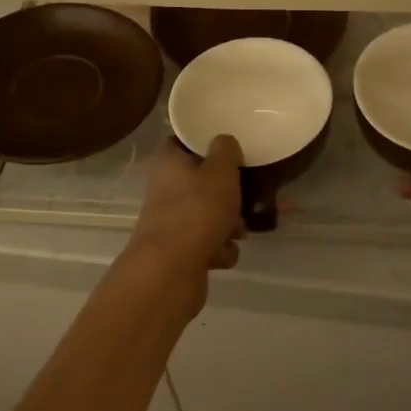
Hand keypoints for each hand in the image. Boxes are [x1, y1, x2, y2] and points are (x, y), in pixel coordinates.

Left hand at [130, 137, 244, 281]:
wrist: (171, 270)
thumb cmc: (198, 210)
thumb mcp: (221, 171)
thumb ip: (226, 151)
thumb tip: (223, 141)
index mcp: (168, 163)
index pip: (183, 143)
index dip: (206, 144)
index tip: (231, 150)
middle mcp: (164, 190)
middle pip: (201, 183)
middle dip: (227, 194)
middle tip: (246, 197)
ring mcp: (169, 222)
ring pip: (206, 215)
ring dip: (228, 224)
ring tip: (241, 232)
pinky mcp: (177, 251)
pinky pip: (206, 244)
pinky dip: (218, 249)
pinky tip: (224, 255)